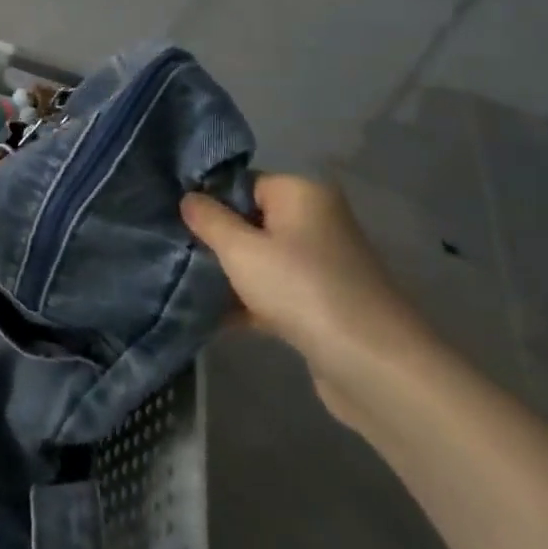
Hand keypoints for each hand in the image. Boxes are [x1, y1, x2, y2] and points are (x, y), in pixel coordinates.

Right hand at [182, 174, 438, 428]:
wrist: (373, 365)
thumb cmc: (301, 289)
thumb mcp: (240, 250)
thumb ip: (209, 220)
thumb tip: (189, 198)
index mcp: (302, 195)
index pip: (243, 183)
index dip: (209, 199)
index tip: (173, 219)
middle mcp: (316, 222)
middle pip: (250, 221)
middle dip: (214, 239)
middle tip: (174, 251)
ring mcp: (321, 264)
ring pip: (260, 259)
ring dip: (227, 274)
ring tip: (183, 284)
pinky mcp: (321, 303)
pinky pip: (273, 291)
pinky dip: (247, 302)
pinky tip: (210, 318)